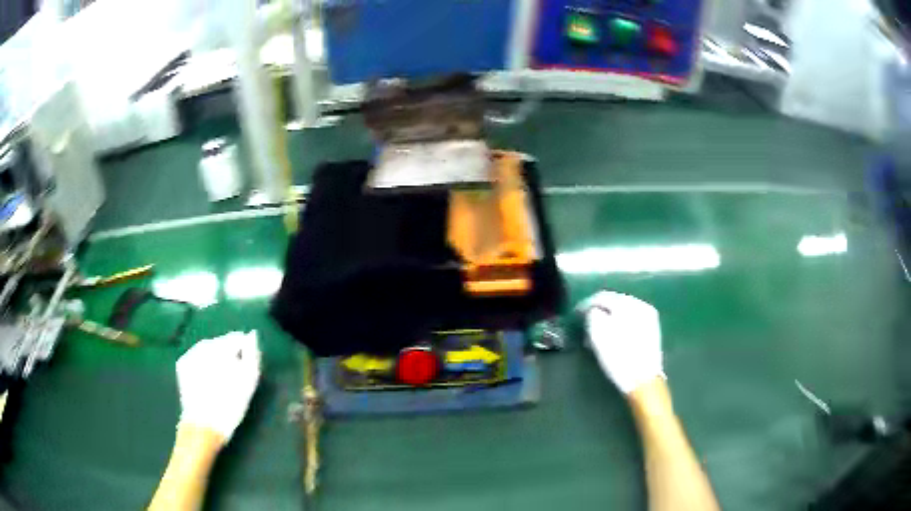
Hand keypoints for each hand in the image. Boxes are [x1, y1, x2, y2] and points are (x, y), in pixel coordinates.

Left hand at [176, 331, 260, 441]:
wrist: (203, 426)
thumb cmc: (230, 406)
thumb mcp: (249, 382)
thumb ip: (252, 355)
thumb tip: (251, 336)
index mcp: (220, 348)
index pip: (236, 338)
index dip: (245, 351)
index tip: (248, 367)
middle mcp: (202, 346)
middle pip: (221, 343)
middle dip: (229, 354)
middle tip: (236, 375)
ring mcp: (190, 354)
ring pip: (209, 349)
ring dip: (217, 359)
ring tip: (223, 379)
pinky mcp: (182, 364)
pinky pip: (198, 357)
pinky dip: (205, 364)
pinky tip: (209, 379)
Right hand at [579, 291, 663, 393]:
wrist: (643, 379)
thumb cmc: (618, 356)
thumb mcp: (598, 333)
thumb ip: (592, 314)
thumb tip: (592, 311)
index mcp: (628, 303)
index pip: (602, 296)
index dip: (585, 305)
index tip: (574, 316)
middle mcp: (641, 305)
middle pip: (614, 303)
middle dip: (598, 313)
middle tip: (585, 326)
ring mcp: (649, 318)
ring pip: (622, 313)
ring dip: (608, 320)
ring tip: (597, 335)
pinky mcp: (651, 331)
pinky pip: (631, 322)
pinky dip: (619, 326)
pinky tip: (612, 339)